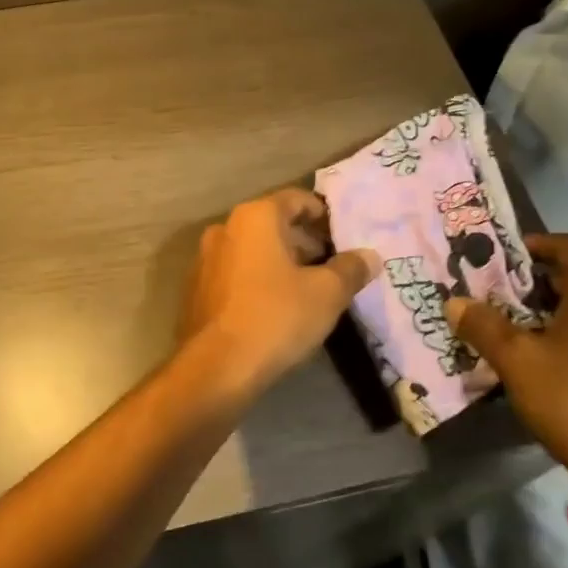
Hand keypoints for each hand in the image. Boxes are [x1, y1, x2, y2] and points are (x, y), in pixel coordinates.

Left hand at [181, 188, 379, 398]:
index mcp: (254, 217)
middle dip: (305, 241)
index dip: (324, 216)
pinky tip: (277, 307)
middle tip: (333, 267)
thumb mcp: (327, 294)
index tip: (344, 239)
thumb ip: (351, 269)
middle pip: (273, 223)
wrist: (216, 367)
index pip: (296, 199)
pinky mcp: (197, 288)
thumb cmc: (276, 317)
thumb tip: (370, 256)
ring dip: (281, 262)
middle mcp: (225, 228)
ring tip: (310, 290)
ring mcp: (206, 258)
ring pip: (253, 249)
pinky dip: (259, 279)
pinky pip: (236, 272)